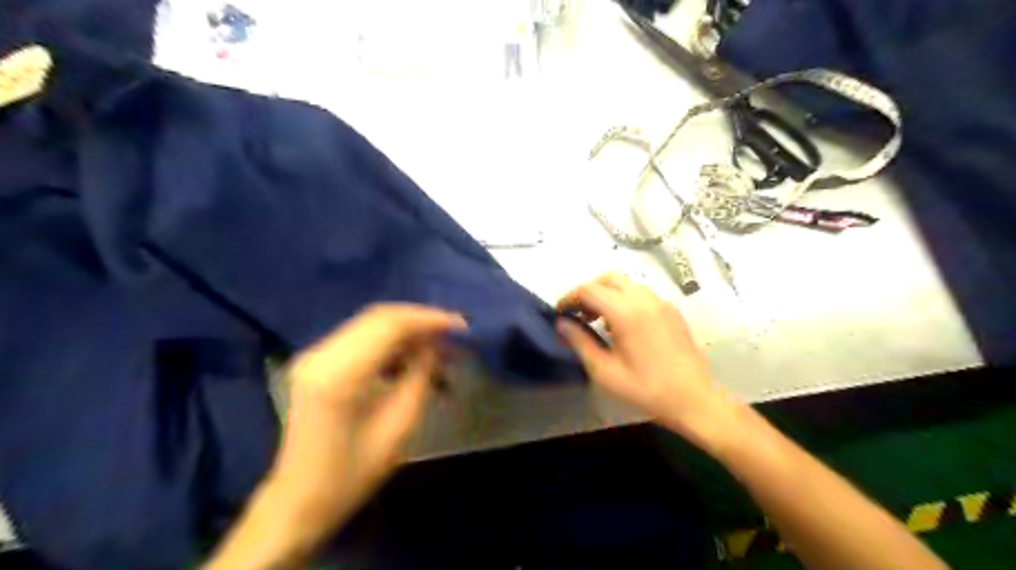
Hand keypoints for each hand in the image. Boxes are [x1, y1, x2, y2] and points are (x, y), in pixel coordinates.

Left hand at [265, 305, 462, 530]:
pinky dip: (389, 340)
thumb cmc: (353, 474)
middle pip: (379, 317)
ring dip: (406, 329)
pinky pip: (360, 336)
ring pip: (370, 323)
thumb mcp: (399, 427)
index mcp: (340, 375)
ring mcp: (314, 356)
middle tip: (453, 333)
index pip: (390, 325)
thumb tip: (435, 344)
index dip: (429, 319)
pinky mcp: (316, 362)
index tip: (461, 325)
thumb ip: (419, 375)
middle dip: (420, 320)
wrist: (299, 501)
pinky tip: (409, 356)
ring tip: (437, 346)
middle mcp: (321, 355)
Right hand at [560, 273, 743, 454]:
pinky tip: (623, 326)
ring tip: (599, 321)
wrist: (694, 400)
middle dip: (589, 291)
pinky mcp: (672, 311)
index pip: (589, 290)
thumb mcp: (605, 371)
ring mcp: (661, 303)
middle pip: (608, 278)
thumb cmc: (645, 389)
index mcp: (626, 312)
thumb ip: (580, 342)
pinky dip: (625, 300)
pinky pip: (642, 294)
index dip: (570, 298)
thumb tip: (561, 324)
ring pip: (627, 284)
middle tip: (579, 314)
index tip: (561, 313)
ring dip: (607, 294)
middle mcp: (644, 299)